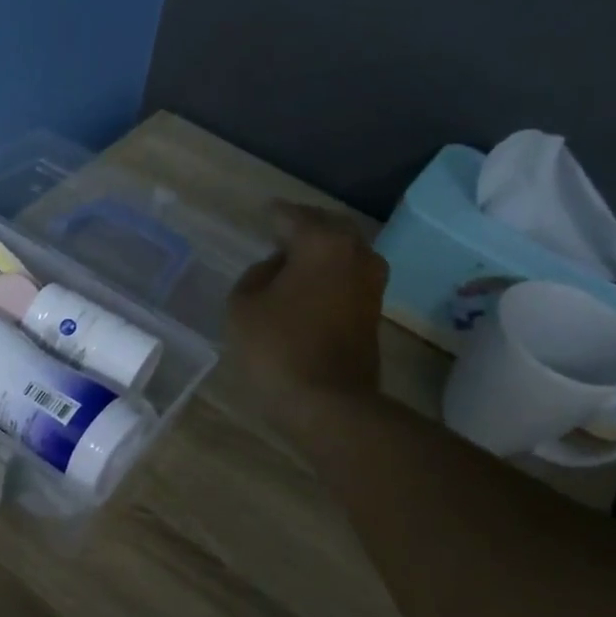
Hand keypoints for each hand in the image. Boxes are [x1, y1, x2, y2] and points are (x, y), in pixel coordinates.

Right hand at [227, 203, 387, 400]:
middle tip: (278, 231)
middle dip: (304, 225)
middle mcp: (355, 253)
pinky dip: (329, 272)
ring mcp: (371, 282)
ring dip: (320, 250)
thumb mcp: (243, 306)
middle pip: (328, 226)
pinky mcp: (372, 310)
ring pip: (344, 251)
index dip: (273, 215)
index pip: (293, 216)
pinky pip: (348, 275)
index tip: (260, 214)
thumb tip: (274, 268)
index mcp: (321, 243)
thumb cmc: (278, 348)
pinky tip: (307, 284)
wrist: (328, 402)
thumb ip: (255, 276)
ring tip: (291, 259)